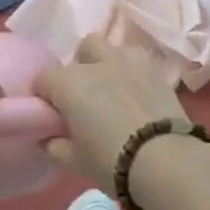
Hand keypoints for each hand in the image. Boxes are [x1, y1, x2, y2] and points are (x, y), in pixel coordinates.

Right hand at [35, 37, 187, 186]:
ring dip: (104, 63)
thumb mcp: (76, 162)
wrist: (166, 161)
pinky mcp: (153, 67)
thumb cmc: (112, 162)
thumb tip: (48, 138)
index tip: (51, 115)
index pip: (43, 79)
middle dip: (77, 70)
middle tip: (83, 98)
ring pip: (108, 47)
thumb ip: (55, 146)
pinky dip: (131, 68)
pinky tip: (135, 89)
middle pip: (79, 53)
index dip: (44, 96)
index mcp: (69, 83)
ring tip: (111, 89)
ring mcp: (127, 60)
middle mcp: (95, 63)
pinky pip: (135, 57)